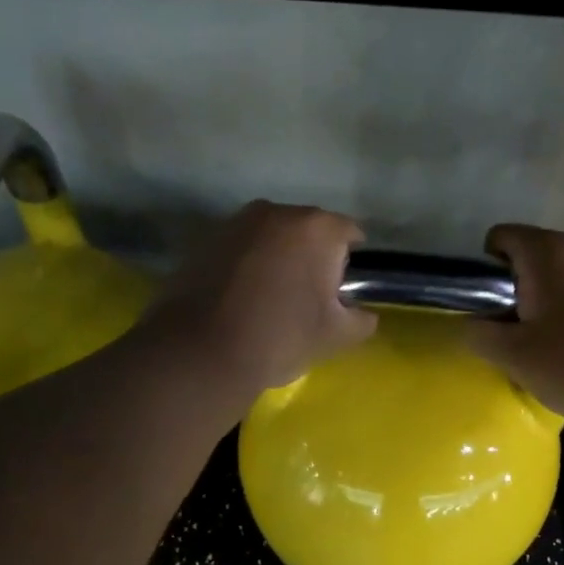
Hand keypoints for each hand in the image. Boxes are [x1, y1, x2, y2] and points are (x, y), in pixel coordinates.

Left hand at [140, 200, 376, 401]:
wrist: (201, 353)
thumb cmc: (281, 336)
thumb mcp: (337, 336)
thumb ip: (362, 320)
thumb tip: (362, 314)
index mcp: (317, 227)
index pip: (350, 234)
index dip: (351, 265)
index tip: (341, 294)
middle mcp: (276, 211)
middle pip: (308, 231)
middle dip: (312, 257)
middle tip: (307, 299)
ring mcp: (236, 222)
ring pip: (272, 238)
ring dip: (278, 259)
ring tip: (271, 300)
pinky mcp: (205, 240)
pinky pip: (241, 249)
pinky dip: (247, 266)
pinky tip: (240, 300)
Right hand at [465, 224, 563, 428]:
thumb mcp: (514, 356)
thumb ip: (479, 333)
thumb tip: (472, 322)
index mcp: (551, 251)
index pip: (502, 237)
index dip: (487, 269)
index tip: (493, 307)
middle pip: (536, 253)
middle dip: (522, 285)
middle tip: (521, 330)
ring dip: (553, 295)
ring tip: (556, 339)